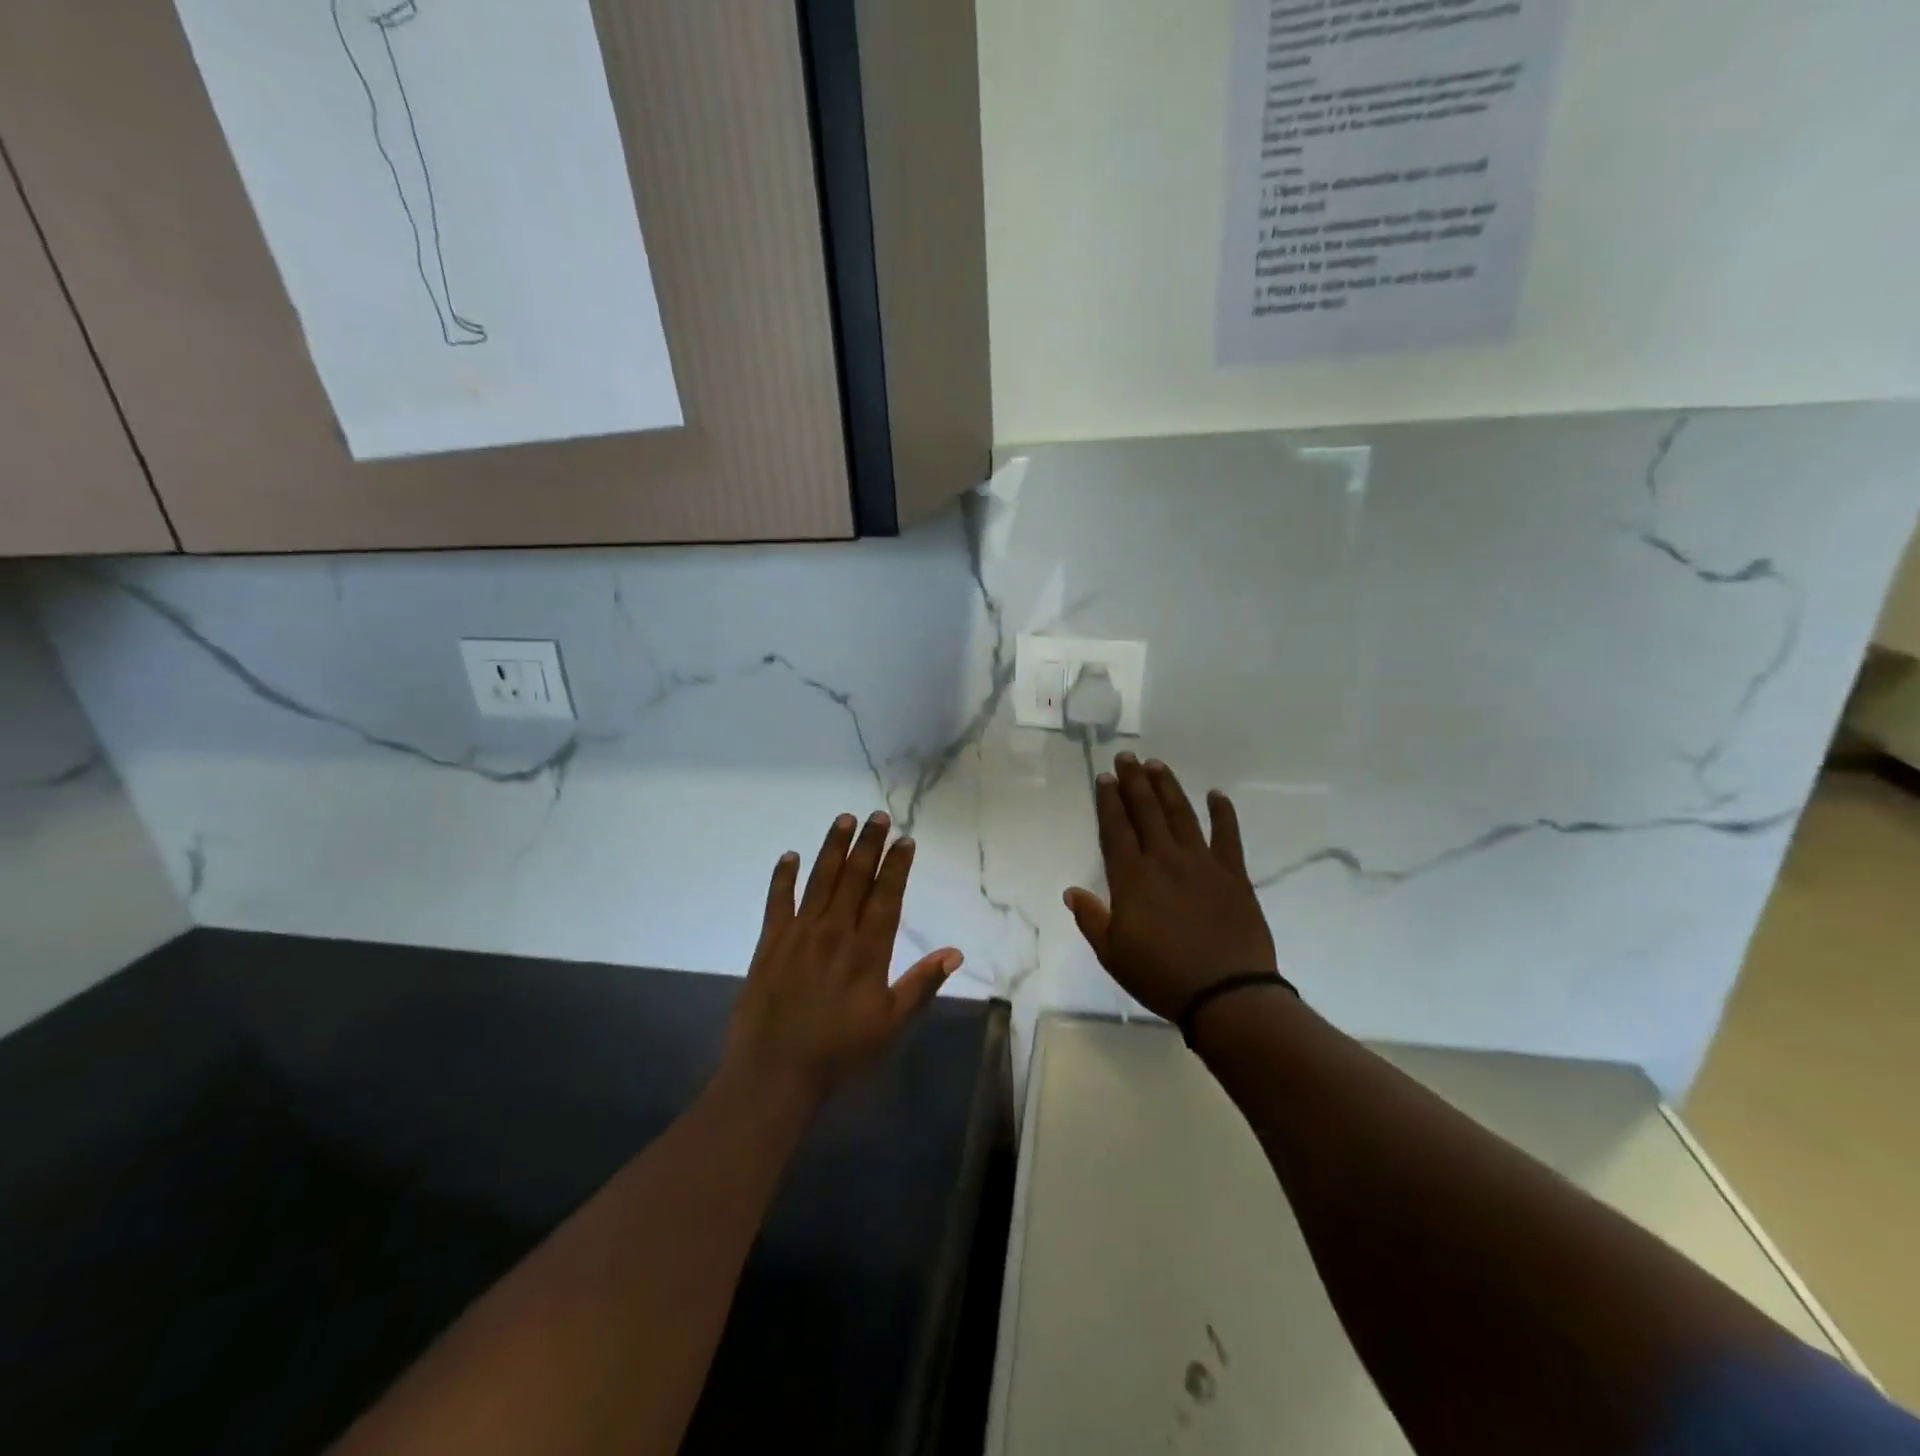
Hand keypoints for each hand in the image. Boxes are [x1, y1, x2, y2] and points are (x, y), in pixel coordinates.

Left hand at [723, 812, 962, 1104]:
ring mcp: (800, 933)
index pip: (886, 895)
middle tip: (877, 816)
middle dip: (869, 844)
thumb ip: (922, 984)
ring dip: (833, 847)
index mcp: (867, 949)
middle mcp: (835, 931)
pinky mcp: (771, 942)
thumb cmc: (839, 1051)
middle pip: (854, 877)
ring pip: (820, 879)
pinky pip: (778, 900)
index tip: (905, 840)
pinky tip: (790, 855)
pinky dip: (783, 876)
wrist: (774, 1072)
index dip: (897, 866)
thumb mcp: (891, 1023)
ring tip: (843, 819)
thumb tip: (955, 952)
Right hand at [1064, 755, 1277, 1021]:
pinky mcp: (1234, 874)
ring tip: (1157, 765)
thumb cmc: (1161, 976)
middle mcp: (1165, 860)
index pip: (1117, 829)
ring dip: (1168, 787)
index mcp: (1132, 878)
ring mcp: (1202, 863)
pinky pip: (1228, 835)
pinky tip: (1216, 795)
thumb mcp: (1113, 954)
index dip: (1109, 802)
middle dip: (1134, 782)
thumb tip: (1071, 891)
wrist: (1227, 994)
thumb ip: (1091, 919)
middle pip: (1147, 811)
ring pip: (1182, 814)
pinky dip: (1223, 813)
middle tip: (1127, 757)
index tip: (1105, 778)